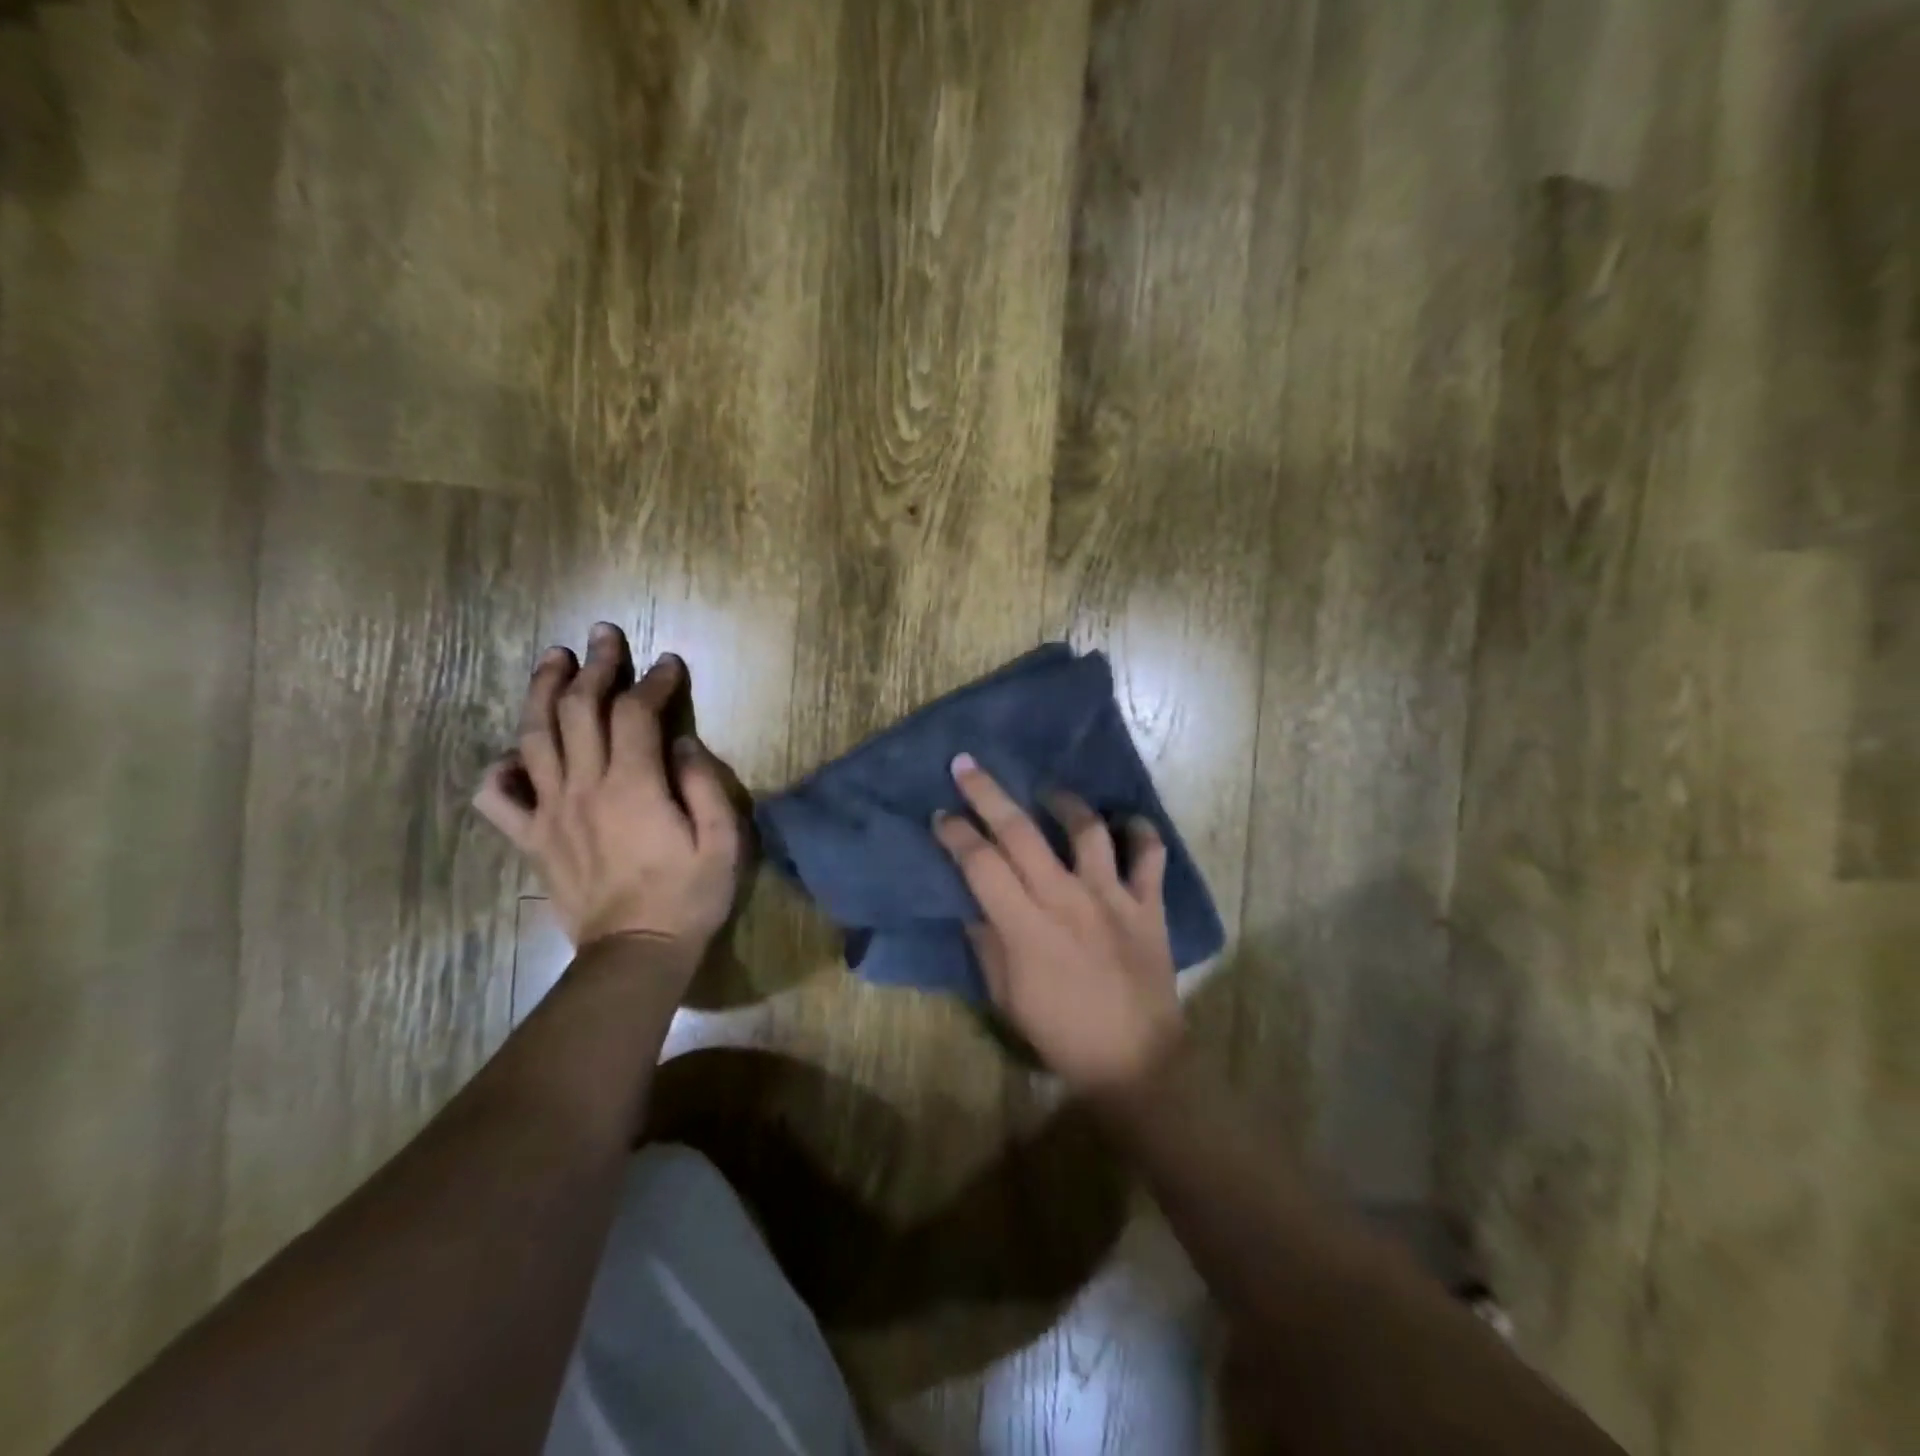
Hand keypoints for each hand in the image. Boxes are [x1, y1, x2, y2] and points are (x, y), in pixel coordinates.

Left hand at [473, 624, 743, 969]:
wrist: (635, 953)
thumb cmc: (688, 897)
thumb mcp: (721, 842)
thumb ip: (704, 786)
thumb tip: (684, 743)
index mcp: (633, 785)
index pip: (636, 713)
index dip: (653, 681)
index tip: (668, 663)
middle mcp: (585, 787)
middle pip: (579, 710)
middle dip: (595, 667)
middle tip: (604, 636)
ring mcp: (551, 812)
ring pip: (534, 737)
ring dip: (542, 692)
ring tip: (553, 661)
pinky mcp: (532, 840)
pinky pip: (498, 799)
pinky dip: (499, 770)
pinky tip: (513, 755)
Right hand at [932, 754, 1182, 1090]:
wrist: (1134, 1062)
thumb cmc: (1061, 1032)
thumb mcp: (1006, 996)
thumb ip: (987, 943)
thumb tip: (972, 902)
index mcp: (1025, 926)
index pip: (980, 864)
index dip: (956, 834)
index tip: (940, 815)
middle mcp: (1067, 899)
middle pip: (1021, 832)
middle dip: (988, 793)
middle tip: (967, 766)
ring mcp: (1112, 897)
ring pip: (1087, 830)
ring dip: (1064, 803)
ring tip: (1050, 795)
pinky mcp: (1148, 905)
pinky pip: (1149, 854)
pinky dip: (1140, 831)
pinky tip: (1126, 822)